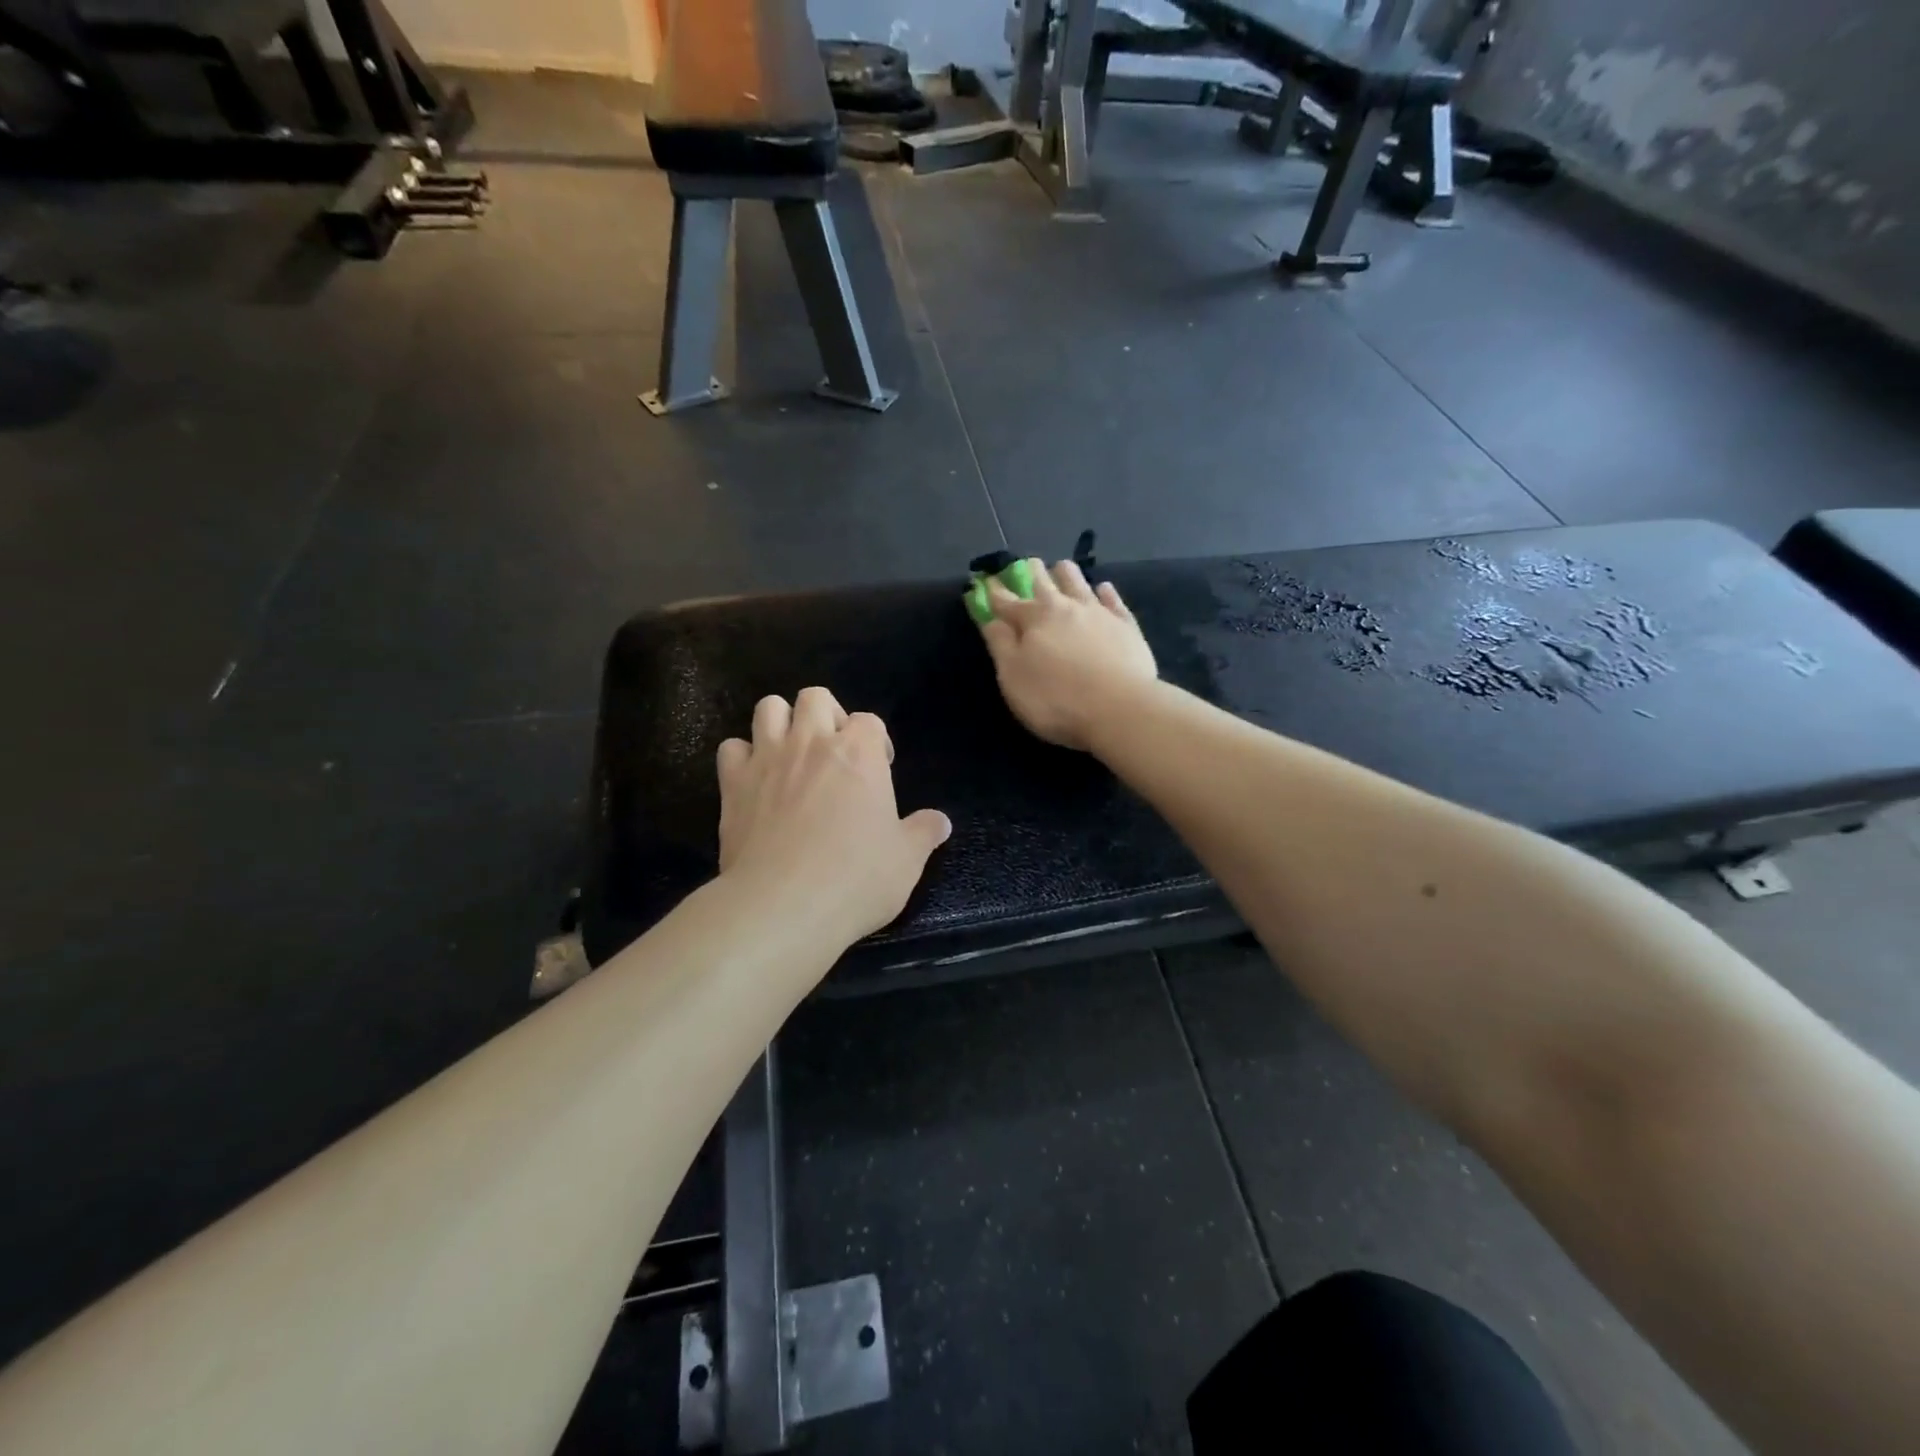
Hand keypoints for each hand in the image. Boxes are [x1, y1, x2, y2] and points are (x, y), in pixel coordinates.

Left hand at [717, 687, 951, 944]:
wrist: (783, 905)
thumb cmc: (855, 878)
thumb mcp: (905, 860)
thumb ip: (923, 833)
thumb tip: (942, 822)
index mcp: (859, 752)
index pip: (869, 721)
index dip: (876, 743)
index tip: (879, 772)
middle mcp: (812, 742)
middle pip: (816, 697)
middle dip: (827, 716)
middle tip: (834, 753)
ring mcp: (768, 758)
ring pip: (769, 708)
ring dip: (782, 722)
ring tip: (792, 754)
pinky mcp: (733, 783)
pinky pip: (731, 748)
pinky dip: (743, 757)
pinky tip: (754, 781)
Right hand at [976, 558, 1157, 751]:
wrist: (1120, 709)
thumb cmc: (1055, 698)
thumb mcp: (1013, 677)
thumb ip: (1000, 644)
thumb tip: (990, 618)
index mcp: (1033, 618)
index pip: (1006, 600)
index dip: (993, 591)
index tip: (985, 581)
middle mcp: (1065, 606)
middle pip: (1044, 580)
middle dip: (1031, 572)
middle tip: (1026, 566)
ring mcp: (1099, 612)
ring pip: (1078, 581)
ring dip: (1066, 574)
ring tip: (1061, 570)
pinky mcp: (1126, 625)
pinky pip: (1113, 600)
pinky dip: (1104, 592)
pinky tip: (1102, 589)